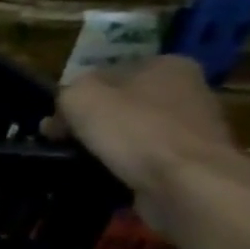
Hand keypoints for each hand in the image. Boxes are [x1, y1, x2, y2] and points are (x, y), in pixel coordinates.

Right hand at [55, 56, 249, 222]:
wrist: (188, 183)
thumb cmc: (134, 128)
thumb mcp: (80, 97)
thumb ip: (64, 96)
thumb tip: (60, 118)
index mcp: (167, 65)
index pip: (106, 74)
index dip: (75, 96)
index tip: (55, 121)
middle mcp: (188, 91)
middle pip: (121, 103)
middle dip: (91, 122)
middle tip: (62, 142)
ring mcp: (194, 129)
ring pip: (132, 132)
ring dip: (107, 146)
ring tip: (82, 162)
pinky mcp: (194, 162)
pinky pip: (145, 159)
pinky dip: (125, 167)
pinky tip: (108, 176)